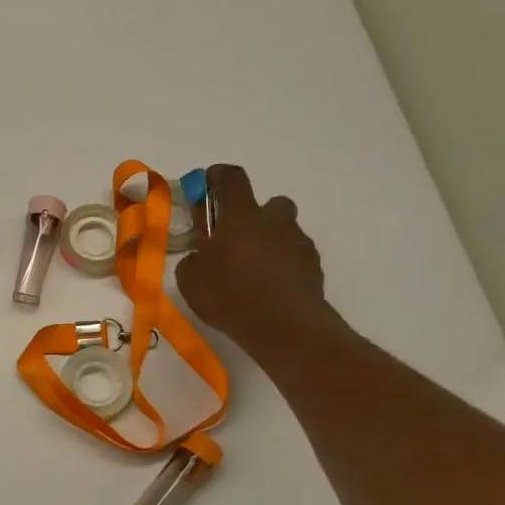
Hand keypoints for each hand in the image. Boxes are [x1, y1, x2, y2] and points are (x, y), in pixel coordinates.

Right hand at [176, 164, 339, 357]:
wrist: (284, 327)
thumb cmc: (230, 297)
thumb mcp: (191, 282)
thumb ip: (192, 262)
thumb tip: (199, 257)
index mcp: (241, 216)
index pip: (231, 178)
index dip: (217, 177)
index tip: (206, 186)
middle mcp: (273, 220)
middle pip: (267, 203)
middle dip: (252, 216)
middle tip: (234, 242)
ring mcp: (298, 241)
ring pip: (283, 230)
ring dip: (269, 242)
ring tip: (253, 272)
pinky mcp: (313, 264)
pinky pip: (295, 255)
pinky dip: (284, 264)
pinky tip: (271, 289)